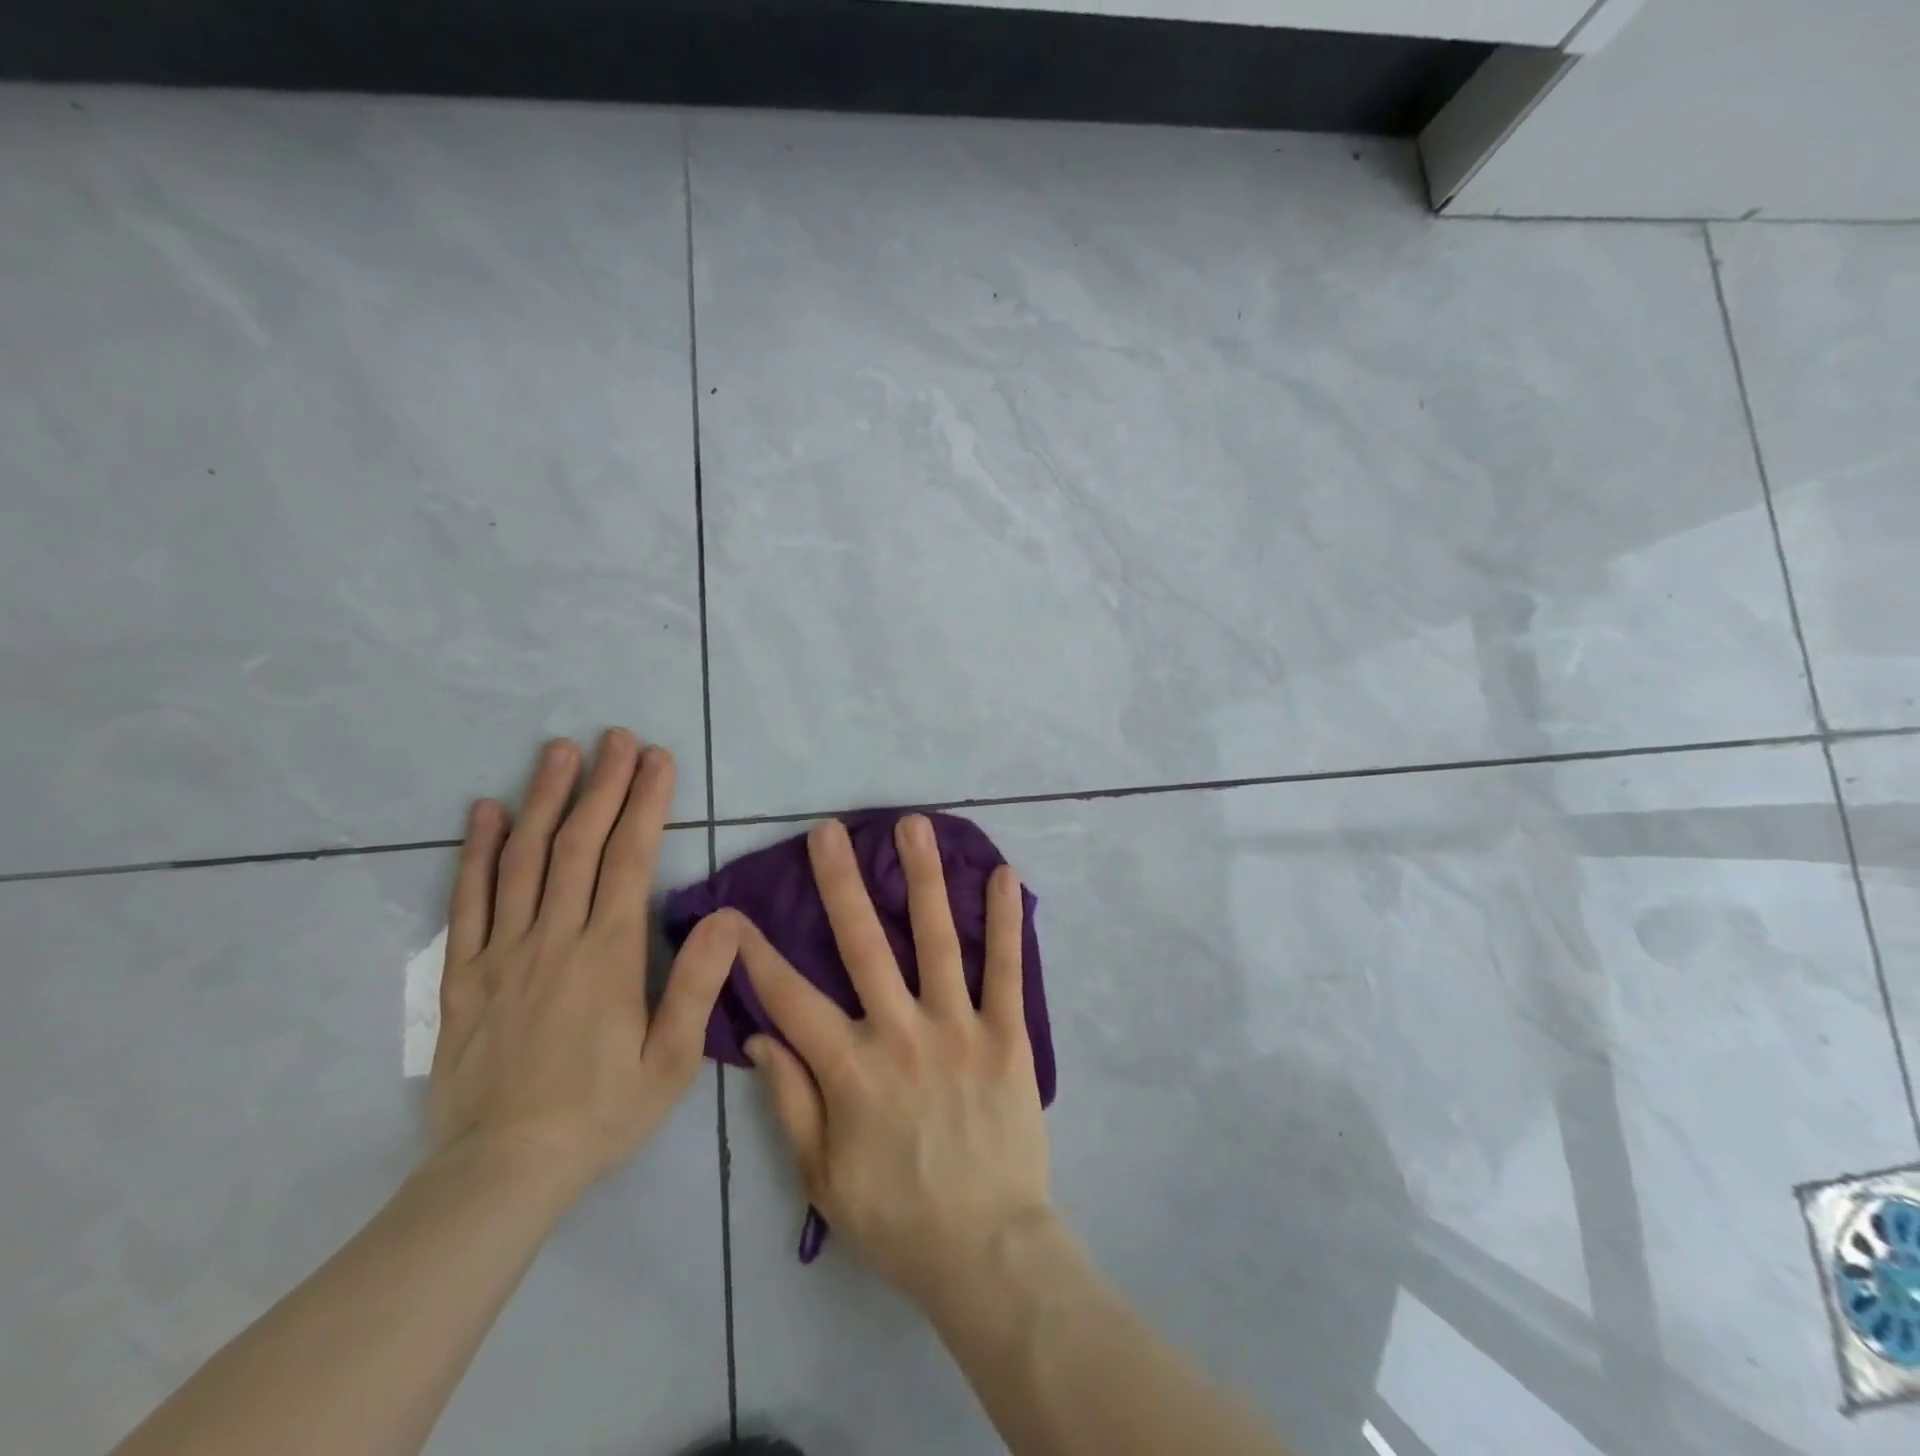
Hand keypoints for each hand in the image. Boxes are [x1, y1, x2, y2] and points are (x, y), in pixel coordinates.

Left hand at [427, 730, 736, 1199]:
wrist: (501, 1174)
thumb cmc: (601, 1114)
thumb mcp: (670, 1062)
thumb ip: (697, 985)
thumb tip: (728, 917)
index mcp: (608, 954)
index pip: (629, 859)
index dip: (644, 803)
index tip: (656, 759)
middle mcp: (554, 938)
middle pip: (578, 844)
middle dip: (601, 784)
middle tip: (614, 737)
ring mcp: (502, 952)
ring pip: (524, 860)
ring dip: (544, 799)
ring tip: (558, 751)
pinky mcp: (462, 975)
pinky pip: (468, 901)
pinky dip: (477, 852)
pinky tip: (486, 812)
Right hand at [733, 815, 1051, 1310]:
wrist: (987, 1252)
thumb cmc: (898, 1218)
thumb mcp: (822, 1177)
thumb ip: (791, 1102)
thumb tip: (763, 1037)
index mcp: (850, 1070)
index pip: (790, 999)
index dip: (757, 954)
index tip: (735, 911)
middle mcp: (900, 1033)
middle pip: (862, 944)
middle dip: (840, 883)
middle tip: (829, 830)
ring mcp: (958, 1028)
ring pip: (935, 938)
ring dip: (922, 878)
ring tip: (912, 825)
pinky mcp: (1006, 1035)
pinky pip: (1005, 969)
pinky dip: (1005, 920)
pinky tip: (1002, 873)